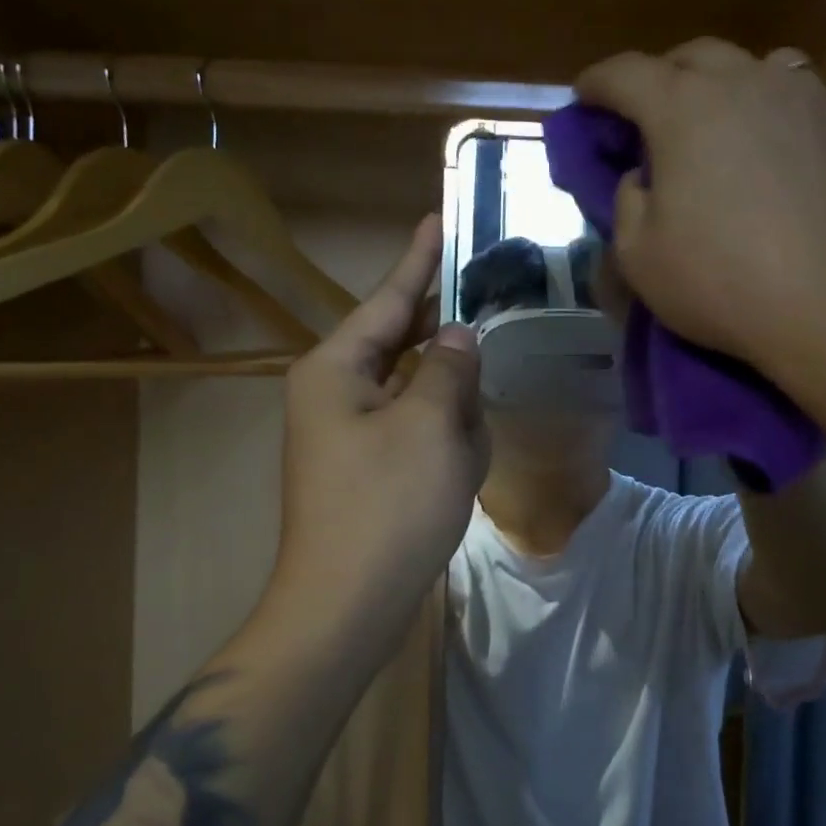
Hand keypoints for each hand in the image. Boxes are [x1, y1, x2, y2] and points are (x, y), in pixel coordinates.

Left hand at [274, 215, 488, 633]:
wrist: (347, 606)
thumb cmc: (386, 507)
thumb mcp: (430, 426)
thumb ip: (449, 369)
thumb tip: (459, 337)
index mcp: (337, 369)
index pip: (388, 299)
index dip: (418, 260)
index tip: (437, 220)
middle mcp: (336, 392)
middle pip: (402, 342)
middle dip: (447, 339)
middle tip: (488, 311)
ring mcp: (350, 432)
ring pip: (415, 390)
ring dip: (451, 400)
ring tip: (475, 423)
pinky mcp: (369, 467)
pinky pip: (415, 429)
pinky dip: (444, 435)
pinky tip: (465, 455)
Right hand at [574, 38, 825, 389]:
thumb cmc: (724, 284)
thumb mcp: (639, 257)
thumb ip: (627, 202)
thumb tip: (643, 178)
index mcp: (685, 109)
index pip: (625, 73)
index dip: (597, 82)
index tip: (584, 96)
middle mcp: (749, 84)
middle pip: (694, 57)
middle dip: (663, 77)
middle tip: (652, 116)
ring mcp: (810, 103)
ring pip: (759, 68)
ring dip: (728, 87)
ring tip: (724, 124)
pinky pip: (803, 110)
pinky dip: (779, 122)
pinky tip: (782, 163)